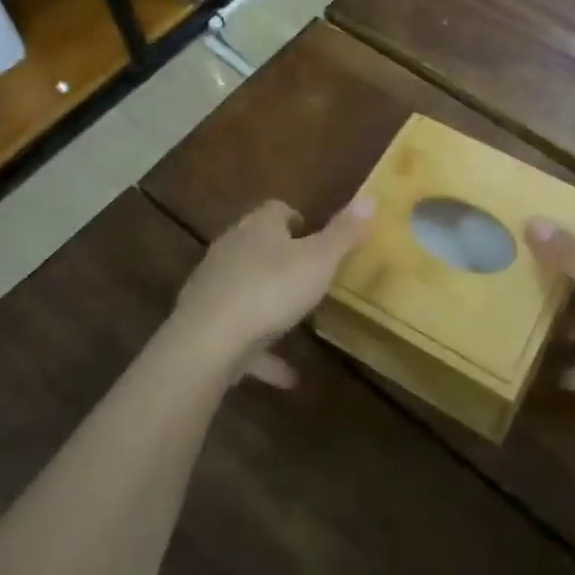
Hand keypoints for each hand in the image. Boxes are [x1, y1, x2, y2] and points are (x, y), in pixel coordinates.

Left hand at [175, 197, 373, 387]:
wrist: (206, 342)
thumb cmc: (270, 290)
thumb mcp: (319, 260)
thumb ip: (344, 233)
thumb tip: (370, 198)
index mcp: (259, 227)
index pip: (277, 210)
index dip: (298, 220)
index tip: (317, 236)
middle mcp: (232, 248)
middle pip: (259, 245)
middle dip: (282, 258)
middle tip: (311, 275)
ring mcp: (214, 286)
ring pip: (247, 288)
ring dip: (270, 303)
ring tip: (298, 324)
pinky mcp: (204, 324)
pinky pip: (240, 334)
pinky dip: (261, 350)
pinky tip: (287, 376)